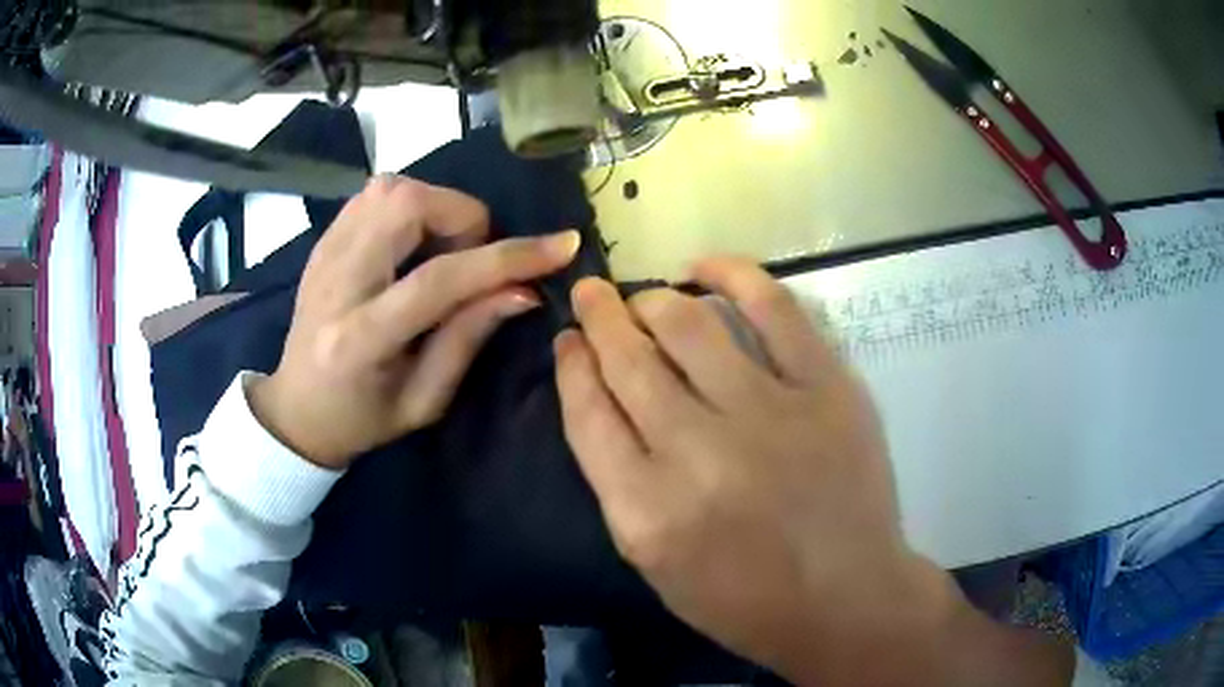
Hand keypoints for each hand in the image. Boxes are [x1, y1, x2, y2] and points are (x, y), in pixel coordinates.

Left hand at [249, 176, 579, 469]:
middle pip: (404, 205)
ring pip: (388, 188)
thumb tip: (523, 290)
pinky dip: (408, 206)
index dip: (507, 258)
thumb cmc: (363, 419)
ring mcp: (322, 254)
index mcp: (360, 338)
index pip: (439, 279)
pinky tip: (412, 244)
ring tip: (441, 250)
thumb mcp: (424, 401)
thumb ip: (468, 338)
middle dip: (461, 217)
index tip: (561, 245)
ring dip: (434, 207)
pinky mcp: (320, 242)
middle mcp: (335, 282)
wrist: (296, 409)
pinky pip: (371, 196)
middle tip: (470, 257)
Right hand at [554, 258, 1071, 685]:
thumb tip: (601, 396)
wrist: (845, 598)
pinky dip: (731, 273)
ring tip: (643, 297)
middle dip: (599, 316)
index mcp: (646, 510)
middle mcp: (698, 453)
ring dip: (651, 300)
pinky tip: (703, 268)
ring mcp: (768, 413)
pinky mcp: (826, 388)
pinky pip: (773, 306)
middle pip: (629, 359)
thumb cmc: (744, 598)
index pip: (588, 412)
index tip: (569, 340)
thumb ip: (619, 482)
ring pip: (687, 323)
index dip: (572, 364)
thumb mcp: (654, 562)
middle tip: (591, 295)